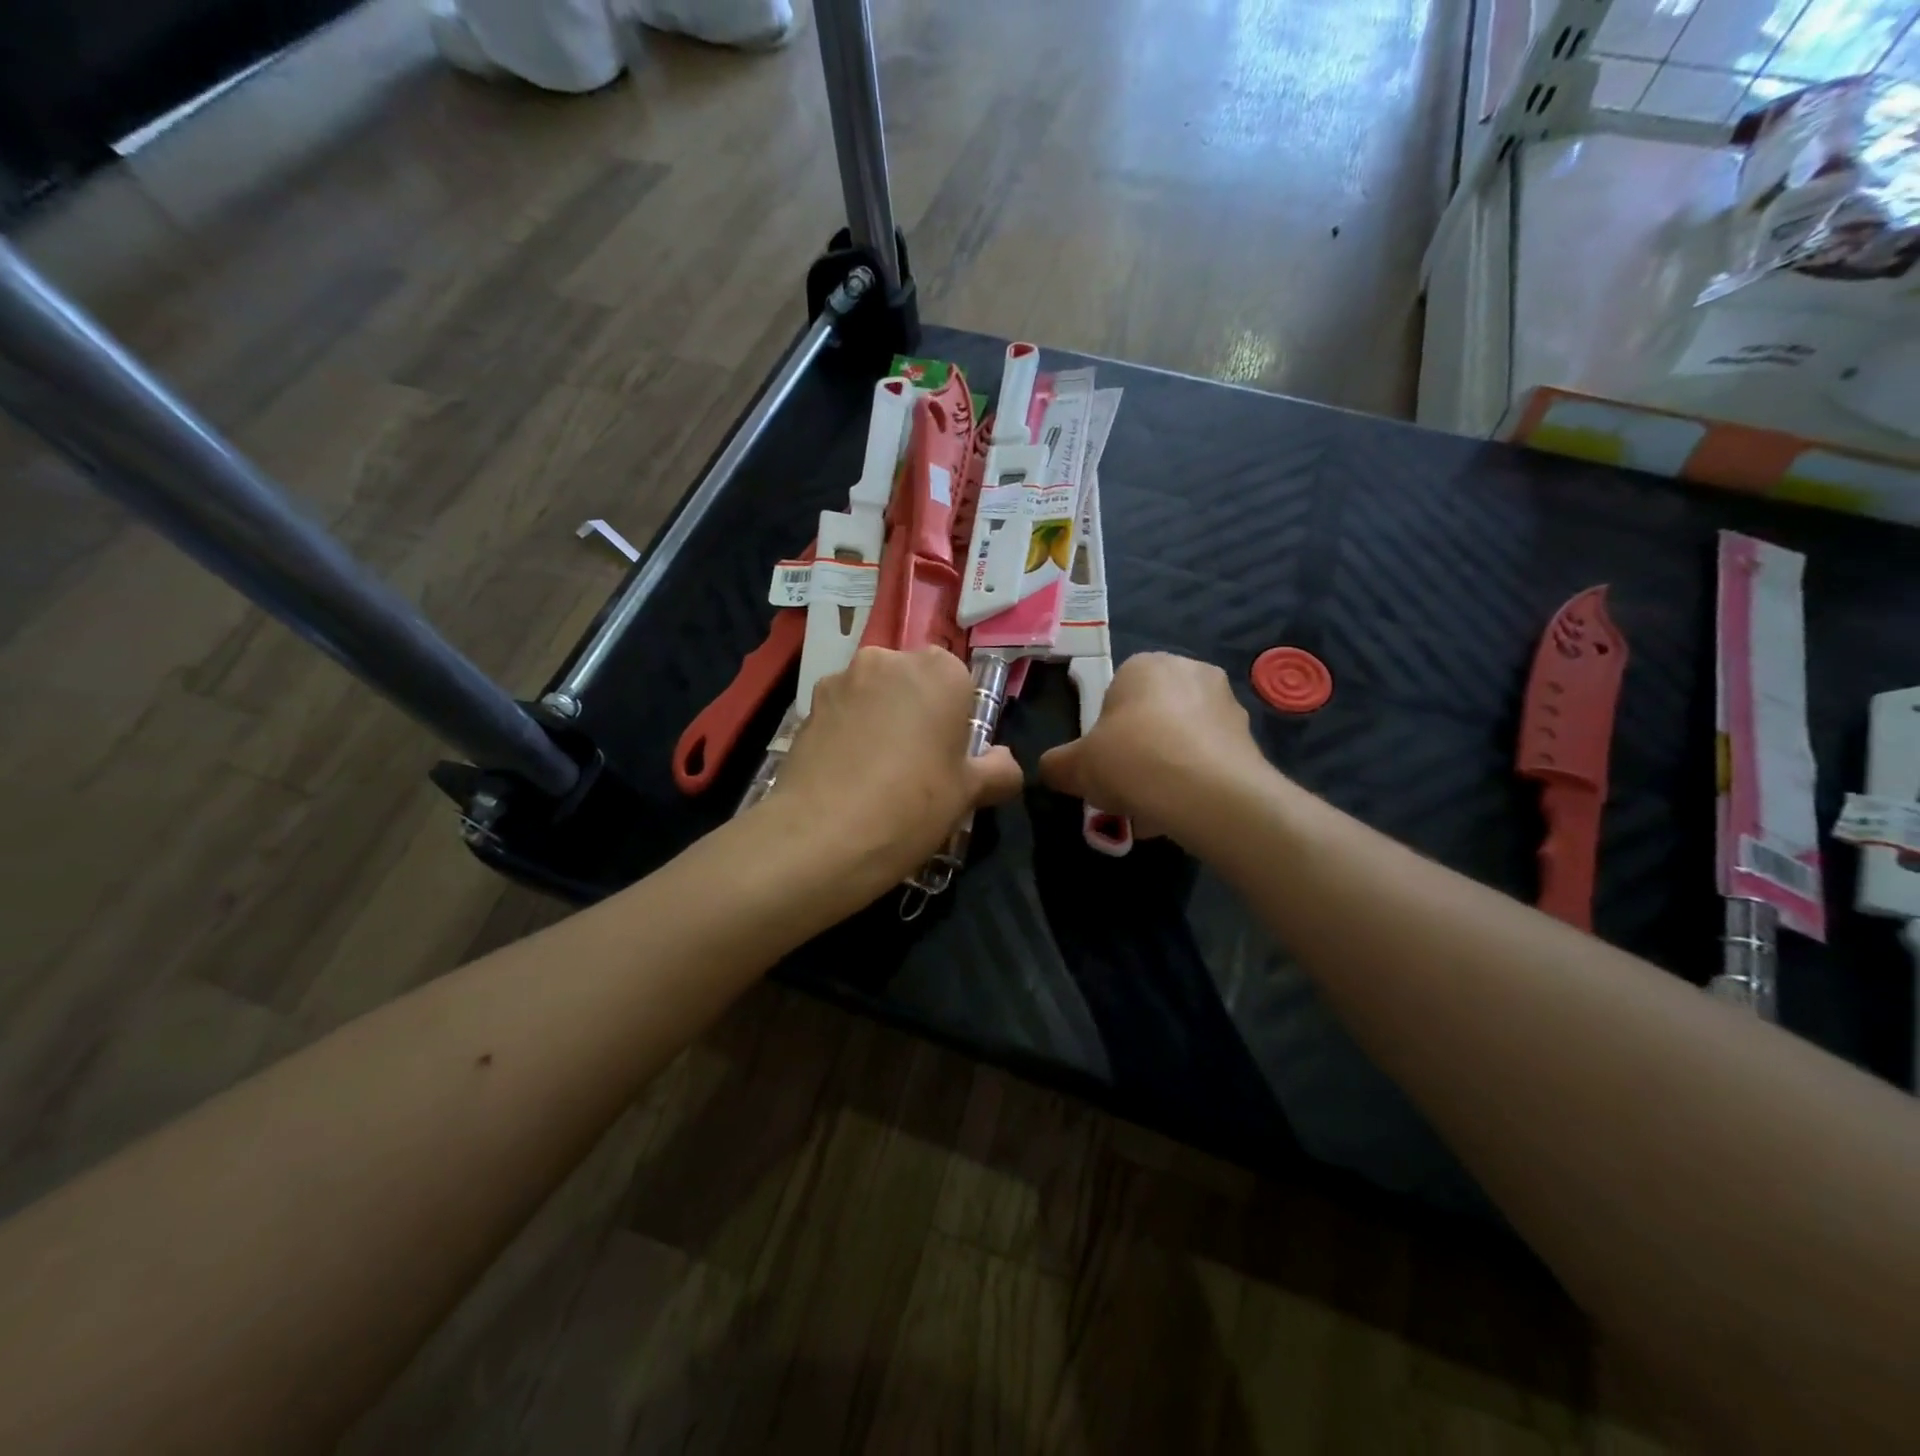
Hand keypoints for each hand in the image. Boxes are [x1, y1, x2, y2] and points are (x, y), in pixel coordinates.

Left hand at [768, 647, 1022, 888]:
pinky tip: (846, 774)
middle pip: (914, 682)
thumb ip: (998, 770)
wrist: (822, 836)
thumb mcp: (970, 793)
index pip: (960, 683)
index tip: (950, 757)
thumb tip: (1004, 763)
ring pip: (874, 695)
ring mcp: (843, 679)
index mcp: (940, 671)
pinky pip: (842, 712)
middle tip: (916, 765)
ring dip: (879, 719)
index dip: (956, 720)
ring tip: (875, 772)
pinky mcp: (807, 704)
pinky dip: (847, 732)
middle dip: (916, 712)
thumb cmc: (912, 805)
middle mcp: (889, 660)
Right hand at [1039, 652, 1265, 839]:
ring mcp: (1226, 703)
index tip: (1102, 763)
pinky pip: (1208, 759)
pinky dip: (1194, 781)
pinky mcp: (1250, 738)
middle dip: (1138, 750)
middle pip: (1151, 716)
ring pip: (1182, 739)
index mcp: (1145, 665)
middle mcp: (1190, 671)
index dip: (1104, 732)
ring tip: (1153, 809)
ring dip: (1166, 768)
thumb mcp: (1076, 766)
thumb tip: (1052, 769)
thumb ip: (1057, 765)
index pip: (1116, 693)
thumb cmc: (1133, 760)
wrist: (1209, 794)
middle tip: (1125, 787)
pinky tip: (1181, 813)